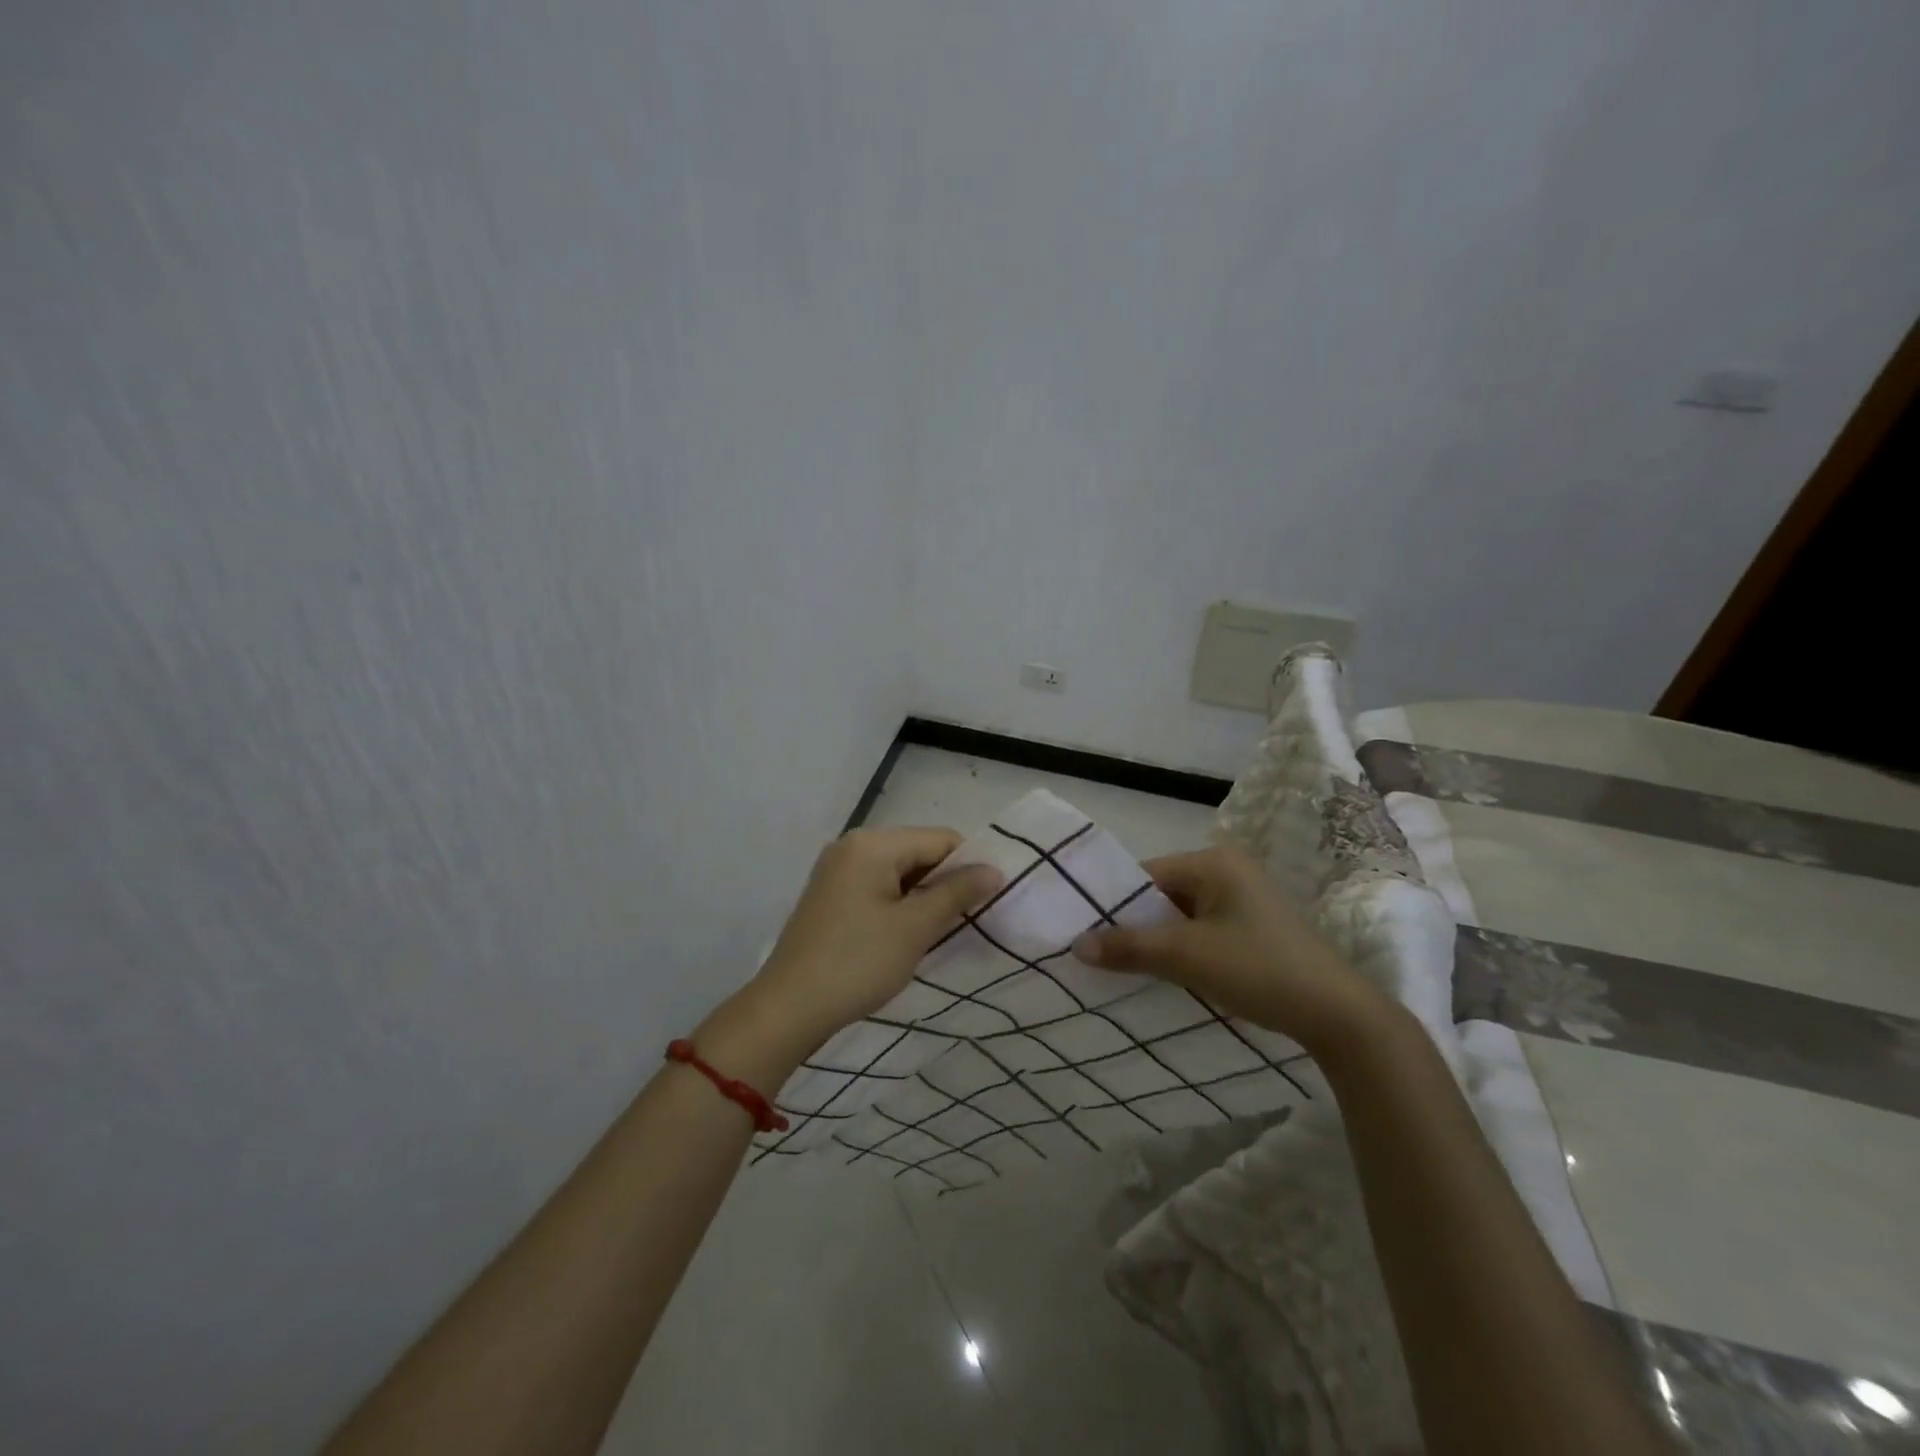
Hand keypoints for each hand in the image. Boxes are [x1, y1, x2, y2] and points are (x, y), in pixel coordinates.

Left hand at [745, 826, 1001, 1053]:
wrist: (789, 1007)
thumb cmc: (857, 962)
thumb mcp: (915, 928)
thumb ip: (957, 893)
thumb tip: (994, 870)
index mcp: (873, 843)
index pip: (940, 839)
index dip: (970, 865)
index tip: (990, 900)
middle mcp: (853, 845)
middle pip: (919, 852)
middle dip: (946, 882)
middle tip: (968, 920)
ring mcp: (838, 869)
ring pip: (900, 872)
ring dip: (924, 896)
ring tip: (941, 931)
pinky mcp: (831, 894)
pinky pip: (879, 887)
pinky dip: (900, 904)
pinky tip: (909, 934)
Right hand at [1073, 845, 1383, 1050]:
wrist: (1339, 1014)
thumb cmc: (1259, 969)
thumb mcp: (1187, 956)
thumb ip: (1129, 947)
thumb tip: (1076, 945)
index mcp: (1214, 862)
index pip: (1146, 875)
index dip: (1114, 904)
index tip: (1085, 933)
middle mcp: (1228, 871)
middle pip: (1163, 894)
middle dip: (1134, 924)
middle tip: (1100, 954)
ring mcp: (1244, 899)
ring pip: (1181, 916)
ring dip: (1157, 940)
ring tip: (1125, 967)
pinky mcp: (1254, 928)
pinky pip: (1202, 930)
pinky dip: (1182, 949)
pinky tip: (1167, 974)